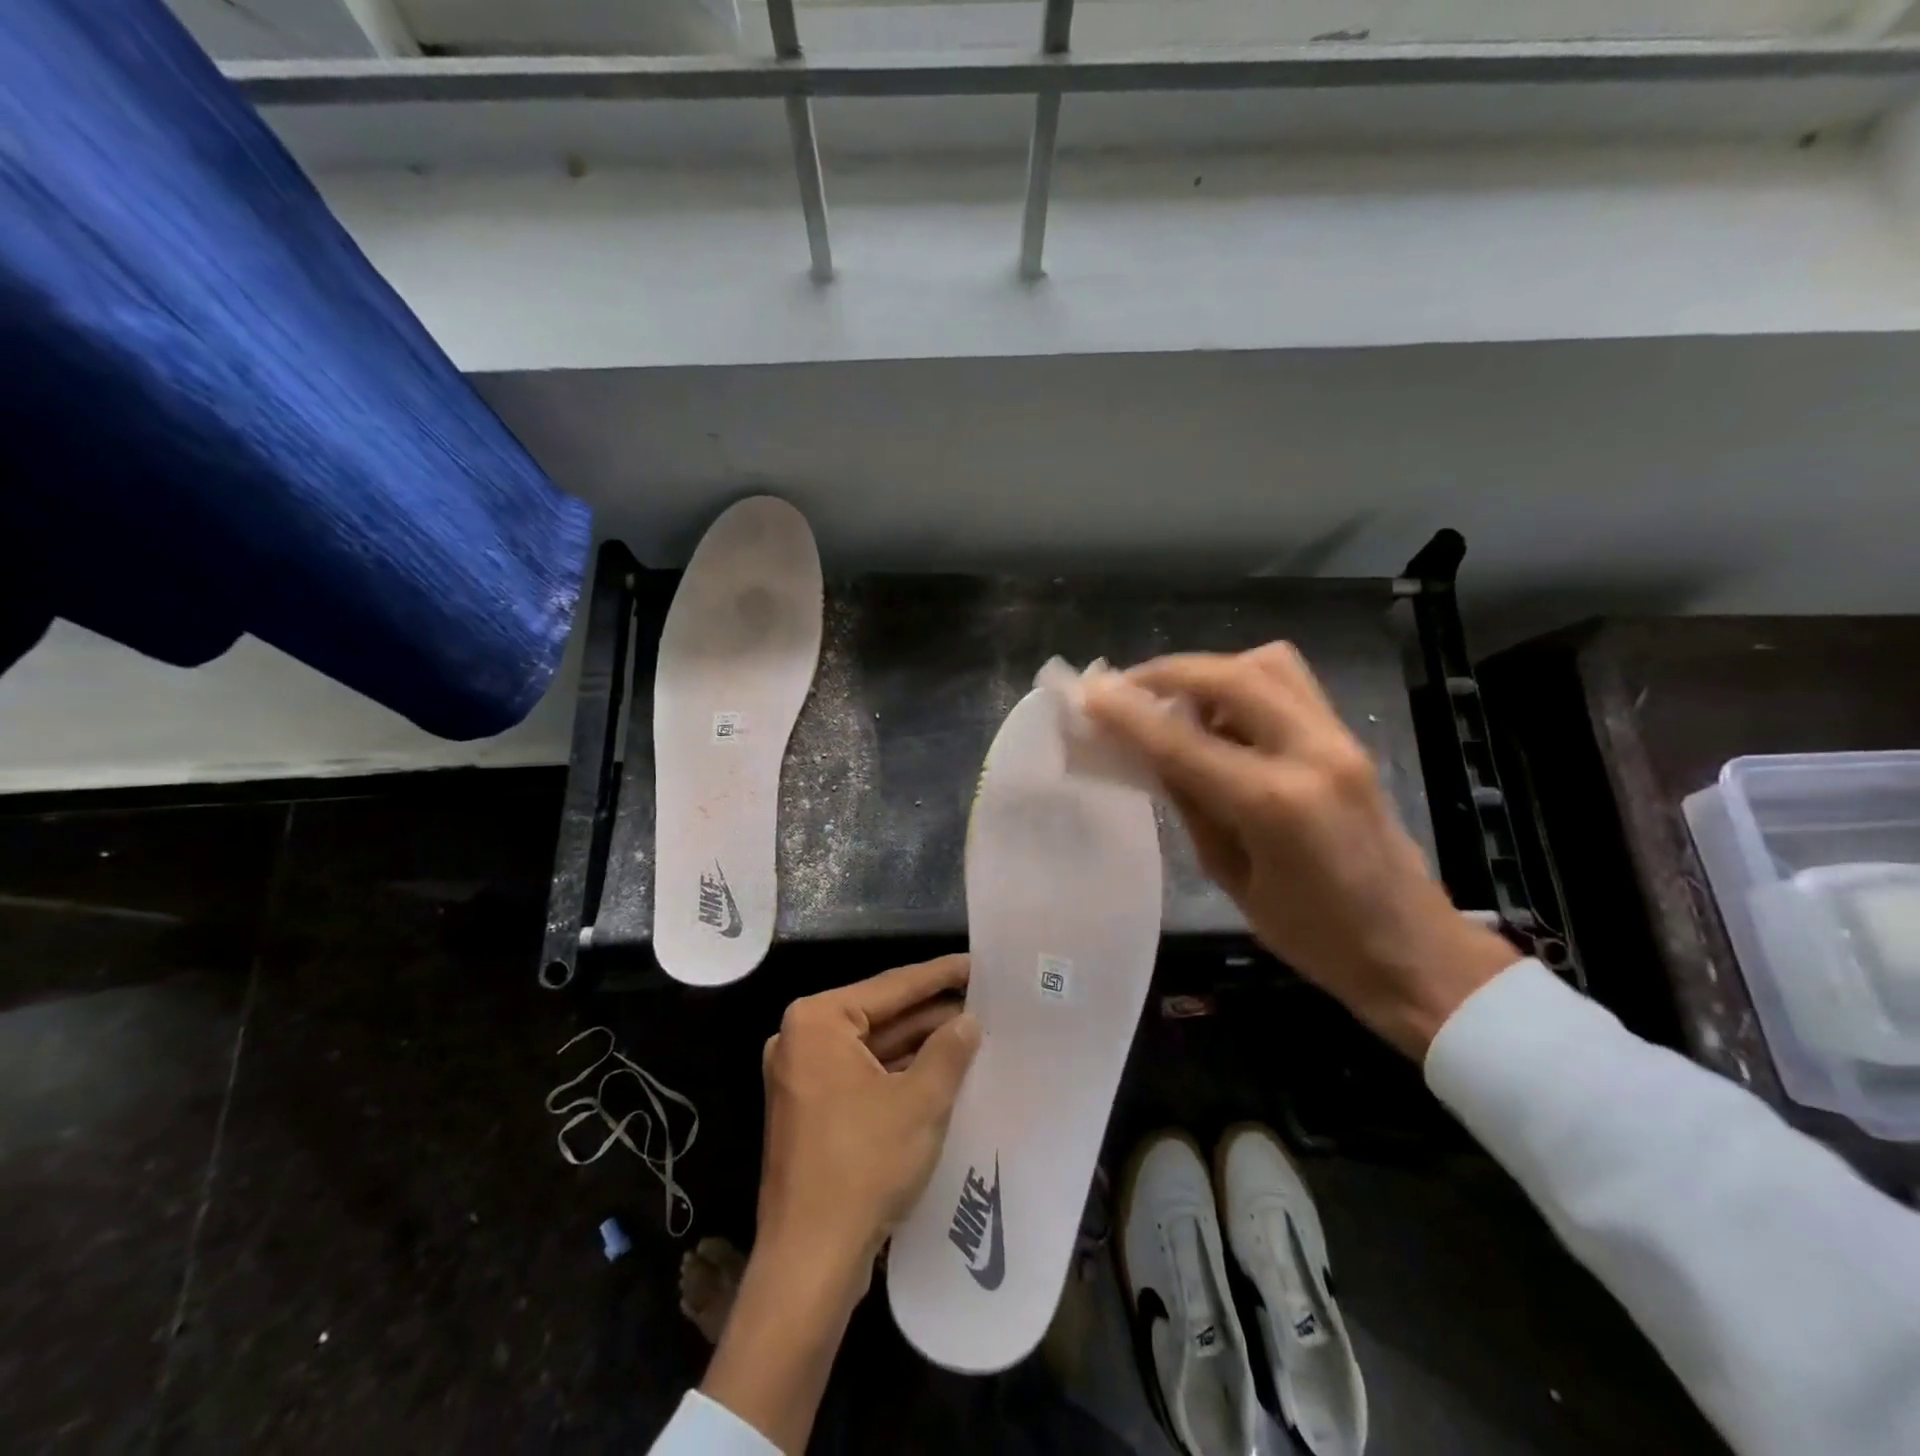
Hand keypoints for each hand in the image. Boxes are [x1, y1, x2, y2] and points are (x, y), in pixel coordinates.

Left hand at [702, 956, 979, 1453]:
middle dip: (931, 1012)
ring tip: (972, 1032)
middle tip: (983, 1000)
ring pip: (874, 1048)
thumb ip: (949, 1050)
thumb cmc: (863, 1166)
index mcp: (818, 1022)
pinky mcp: (812, 1110)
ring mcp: (804, 1077)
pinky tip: (942, 1070)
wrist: (809, 1262)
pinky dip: (899, 1072)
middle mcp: (802, 1040)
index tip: (977, 963)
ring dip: (919, 1044)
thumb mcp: (920, 1101)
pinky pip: (863, 1076)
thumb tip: (968, 1020)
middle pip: (881, 1015)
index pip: (892, 987)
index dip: (940, 975)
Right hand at [1084, 644, 1517, 1058]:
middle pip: (1230, 675)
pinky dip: (1243, 683)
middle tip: (1124, 689)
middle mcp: (1311, 753)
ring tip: (1174, 700)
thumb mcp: (1230, 877)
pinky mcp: (1349, 740)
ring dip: (1209, 671)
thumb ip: (1191, 803)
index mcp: (1274, 803)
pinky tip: (1219, 717)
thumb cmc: (1312, 936)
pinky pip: (1290, 685)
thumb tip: (1149, 754)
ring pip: (1267, 664)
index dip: (1127, 713)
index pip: (1182, 740)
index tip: (1088, 694)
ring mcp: (1338, 740)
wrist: (1412, 949)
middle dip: (1167, 673)